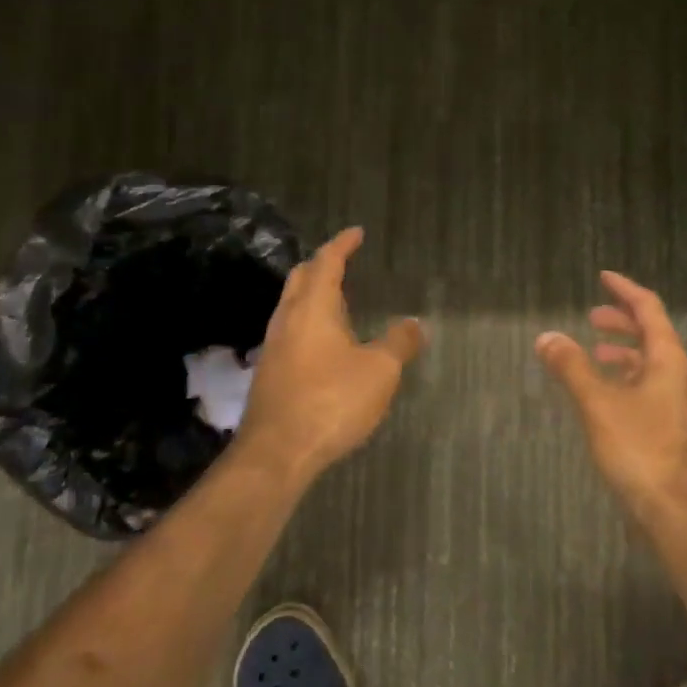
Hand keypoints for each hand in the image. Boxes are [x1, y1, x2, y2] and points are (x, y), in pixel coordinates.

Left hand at [235, 227, 426, 484]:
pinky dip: (309, 322)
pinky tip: (325, 344)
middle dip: (321, 264)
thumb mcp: (379, 371)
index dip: (343, 244)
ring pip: (292, 306)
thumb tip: (416, 322)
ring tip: (339, 300)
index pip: (327, 262)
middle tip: (343, 261)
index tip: (356, 232)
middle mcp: (288, 319)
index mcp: (313, 307)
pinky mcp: (270, 374)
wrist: (276, 453)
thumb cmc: (331, 400)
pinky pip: (291, 332)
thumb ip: (400, 343)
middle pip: (301, 278)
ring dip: (313, 295)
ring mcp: (274, 347)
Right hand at [536, 272, 686, 516]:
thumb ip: (571, 368)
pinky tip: (606, 397)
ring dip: (624, 353)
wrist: (676, 512)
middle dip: (622, 322)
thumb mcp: (598, 404)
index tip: (604, 277)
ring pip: (651, 365)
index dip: (626, 291)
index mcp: (669, 360)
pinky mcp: (674, 430)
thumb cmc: (639, 449)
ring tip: (594, 355)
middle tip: (592, 318)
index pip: (649, 309)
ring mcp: (680, 405)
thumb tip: (546, 336)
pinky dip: (627, 380)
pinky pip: (650, 389)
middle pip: (653, 335)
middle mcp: (680, 376)